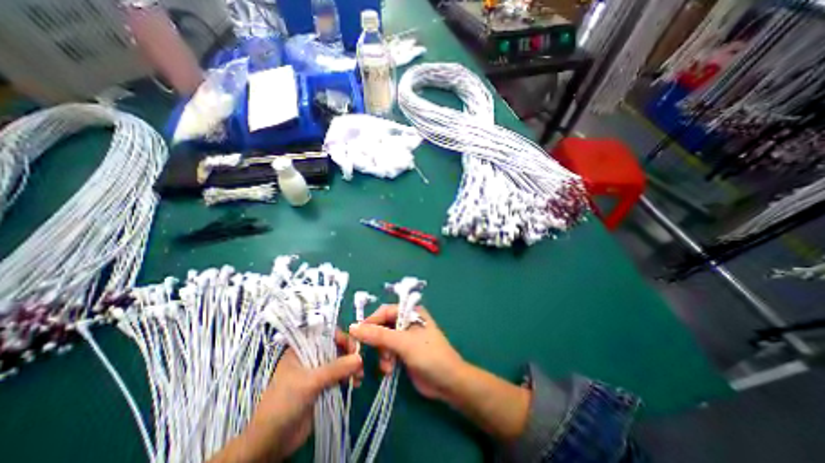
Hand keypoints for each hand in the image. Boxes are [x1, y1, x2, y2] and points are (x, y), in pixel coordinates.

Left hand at [207, 329, 360, 462]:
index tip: (354, 348)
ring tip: (359, 378)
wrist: (271, 443)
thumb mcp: (310, 382)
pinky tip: (355, 384)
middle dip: (350, 354)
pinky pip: (340, 376)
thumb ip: (335, 368)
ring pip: (340, 362)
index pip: (326, 334)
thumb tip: (360, 358)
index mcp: (302, 349)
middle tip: (360, 365)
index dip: (342, 338)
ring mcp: (317, 372)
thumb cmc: (284, 403)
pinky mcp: (323, 386)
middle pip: (336, 348)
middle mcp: (311, 357)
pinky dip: (350, 378)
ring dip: (352, 367)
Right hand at [346, 306, 462, 402]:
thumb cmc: (429, 355)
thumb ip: (378, 335)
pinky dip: (386, 360)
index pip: (385, 311)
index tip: (356, 335)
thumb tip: (353, 327)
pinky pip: (387, 352)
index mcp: (411, 312)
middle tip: (373, 353)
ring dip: (382, 353)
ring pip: (383, 341)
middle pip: (382, 326)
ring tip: (387, 365)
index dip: (370, 321)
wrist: (448, 382)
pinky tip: (390, 370)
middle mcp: (407, 322)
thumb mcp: (403, 343)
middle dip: (377, 341)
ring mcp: (405, 338)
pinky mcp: (404, 352)